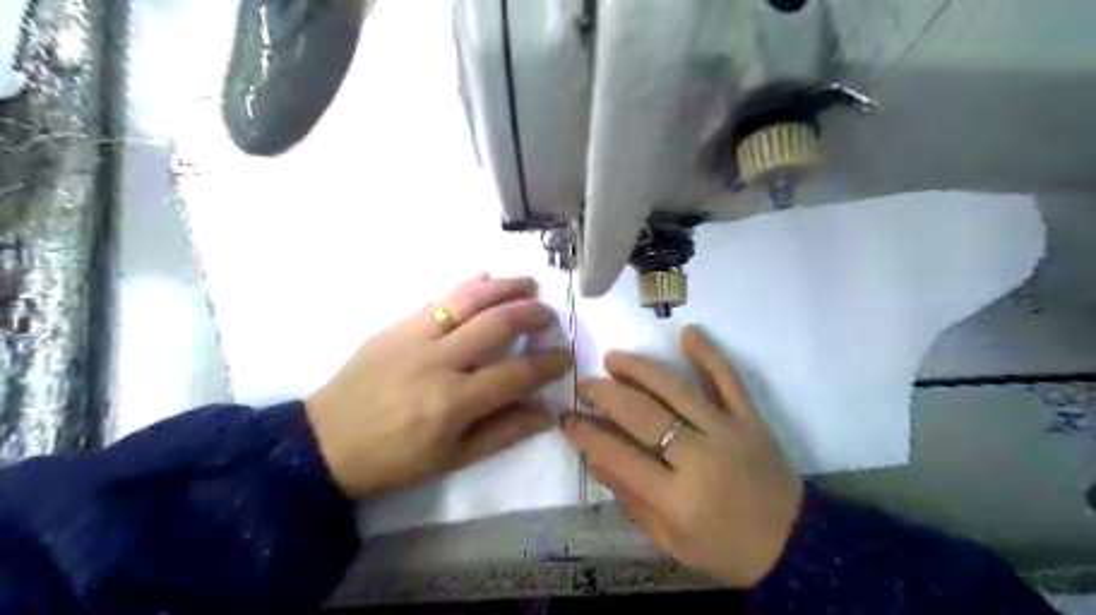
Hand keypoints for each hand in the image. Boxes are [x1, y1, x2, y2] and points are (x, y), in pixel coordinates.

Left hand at [304, 274, 568, 499]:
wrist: (325, 442)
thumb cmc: (394, 459)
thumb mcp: (453, 458)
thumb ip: (504, 432)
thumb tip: (546, 411)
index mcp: (454, 401)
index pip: (517, 373)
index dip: (548, 363)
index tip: (566, 355)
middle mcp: (439, 361)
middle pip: (497, 324)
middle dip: (532, 315)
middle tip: (550, 316)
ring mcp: (415, 336)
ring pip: (470, 300)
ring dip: (505, 288)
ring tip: (528, 283)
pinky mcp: (397, 325)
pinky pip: (439, 298)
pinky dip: (467, 286)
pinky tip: (484, 278)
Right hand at [561, 325, 802, 587]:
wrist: (794, 546)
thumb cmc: (726, 550)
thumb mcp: (671, 542)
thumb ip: (633, 499)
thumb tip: (597, 458)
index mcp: (678, 498)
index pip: (620, 456)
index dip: (588, 435)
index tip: (566, 418)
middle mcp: (700, 458)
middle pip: (644, 415)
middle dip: (607, 395)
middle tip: (585, 383)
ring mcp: (728, 432)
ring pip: (678, 390)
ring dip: (642, 369)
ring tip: (614, 358)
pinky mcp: (751, 419)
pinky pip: (729, 381)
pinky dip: (709, 355)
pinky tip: (688, 333)